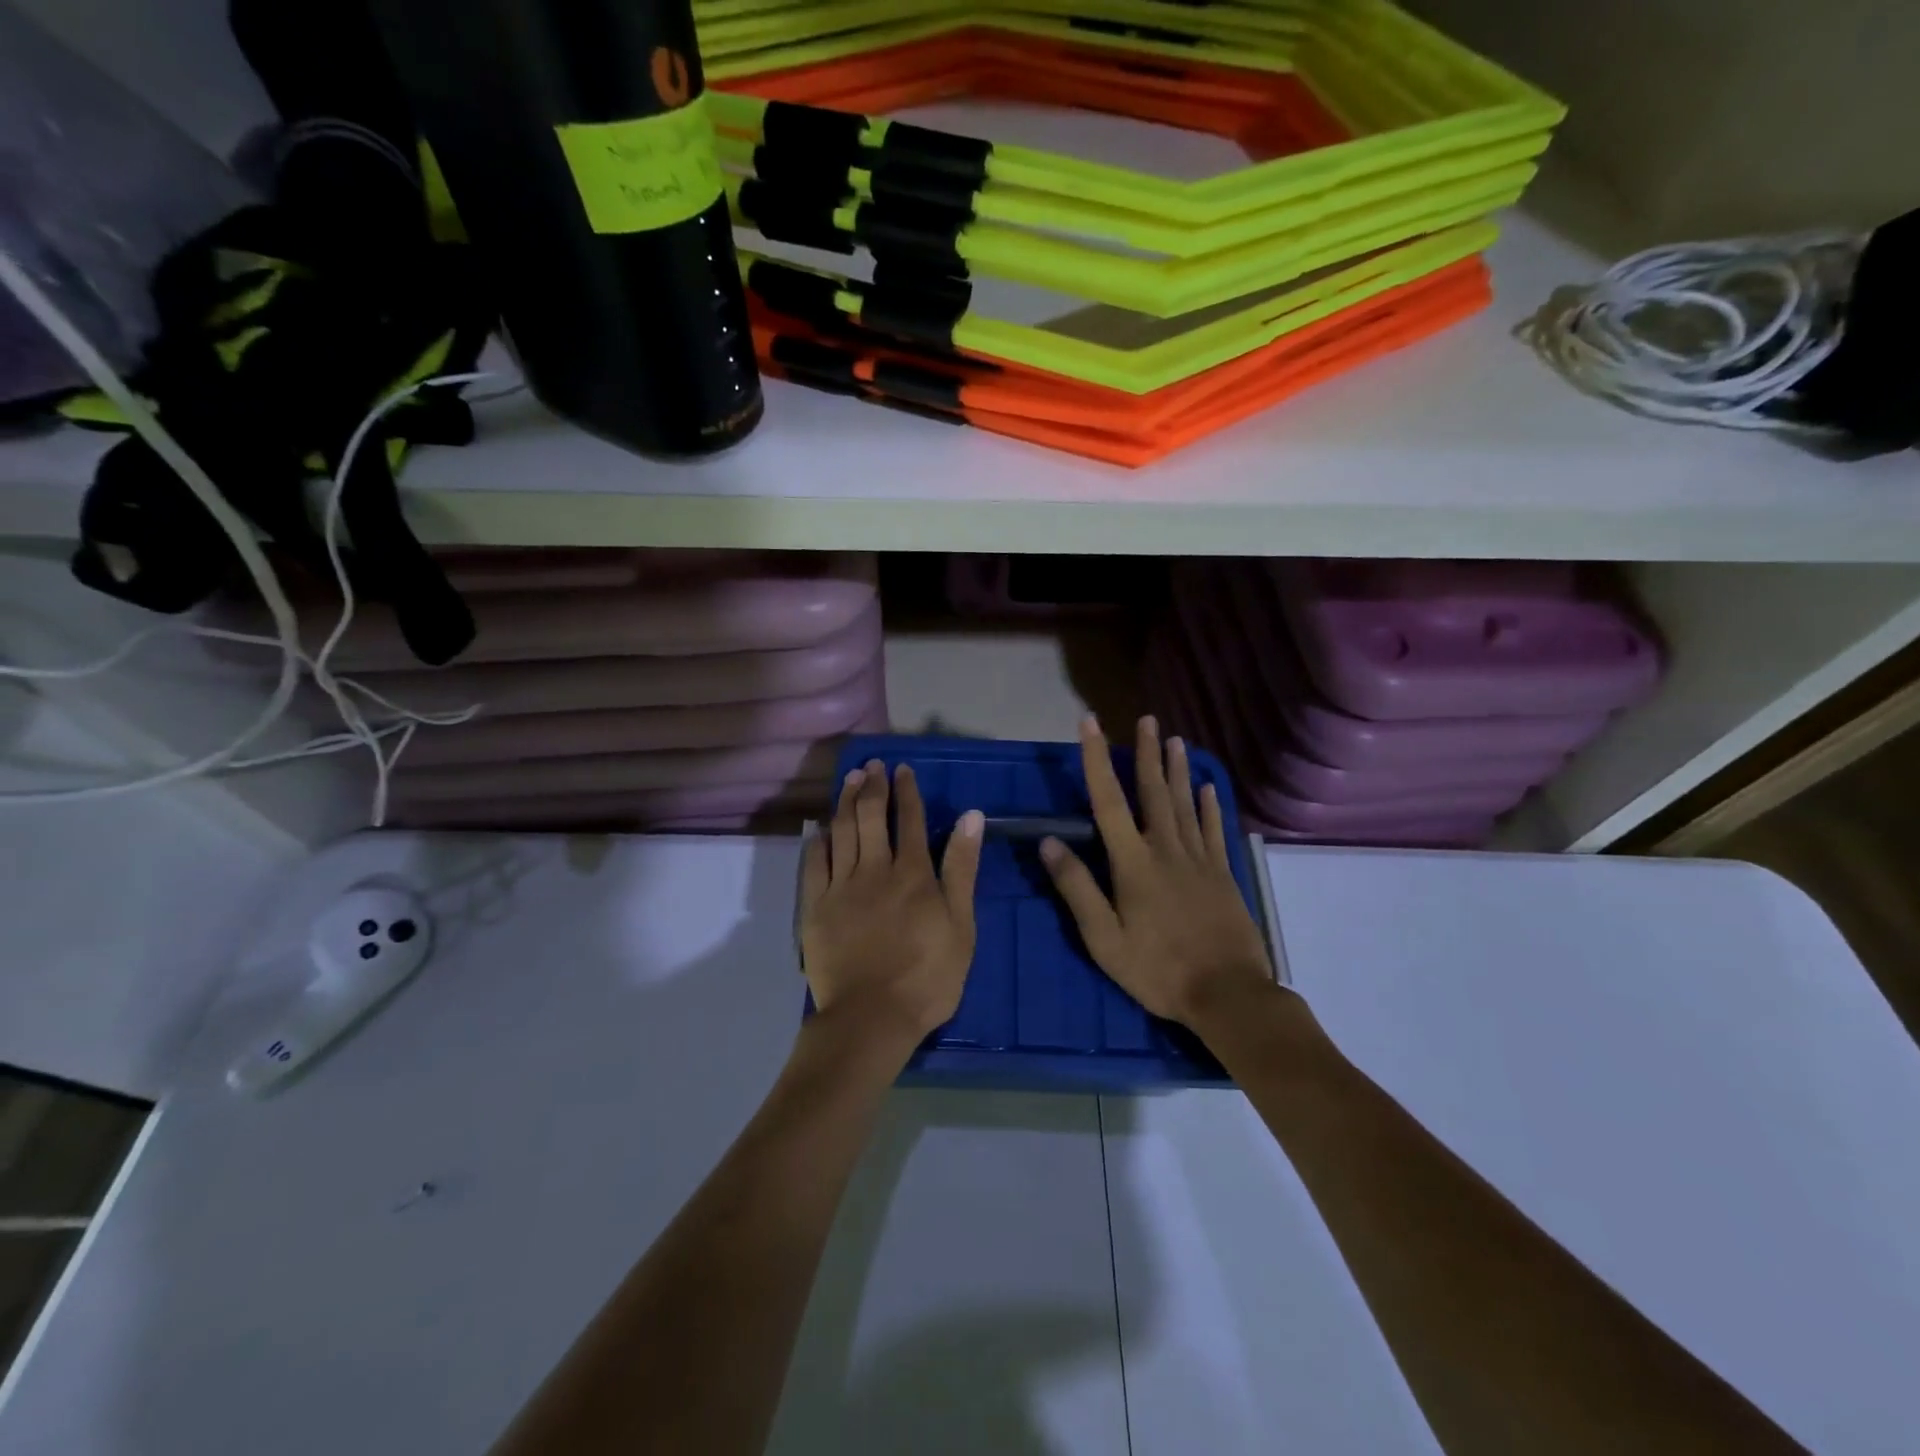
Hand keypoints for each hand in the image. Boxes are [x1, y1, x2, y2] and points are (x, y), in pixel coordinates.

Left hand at [800, 760, 984, 1052]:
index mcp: (912, 873)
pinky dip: (818, 842)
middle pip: (870, 817)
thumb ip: (962, 868)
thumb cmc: (928, 976)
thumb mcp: (961, 924)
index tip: (902, 769)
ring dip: (845, 801)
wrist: (872, 1017)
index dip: (906, 791)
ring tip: (849, 778)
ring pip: (841, 832)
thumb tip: (971, 816)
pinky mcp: (816, 908)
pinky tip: (820, 828)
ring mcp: (841, 887)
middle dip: (872, 786)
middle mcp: (874, 869)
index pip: (908, 820)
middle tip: (872, 764)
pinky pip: (814, 865)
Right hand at [1041, 715, 1274, 1026]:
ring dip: (1177, 770)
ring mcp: (1199, 860)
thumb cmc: (1158, 969)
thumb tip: (1050, 842)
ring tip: (1175, 739)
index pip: (1109, 801)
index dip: (1097, 760)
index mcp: (1133, 863)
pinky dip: (1210, 806)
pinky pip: (1214, 830)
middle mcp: (1166, 850)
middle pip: (1154, 792)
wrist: (1228, 994)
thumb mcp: (1104, 938)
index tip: (1090, 724)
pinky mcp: (1222, 874)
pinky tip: (1208, 788)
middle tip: (1147, 719)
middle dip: (1147, 753)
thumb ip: (1077, 888)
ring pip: (1185, 804)